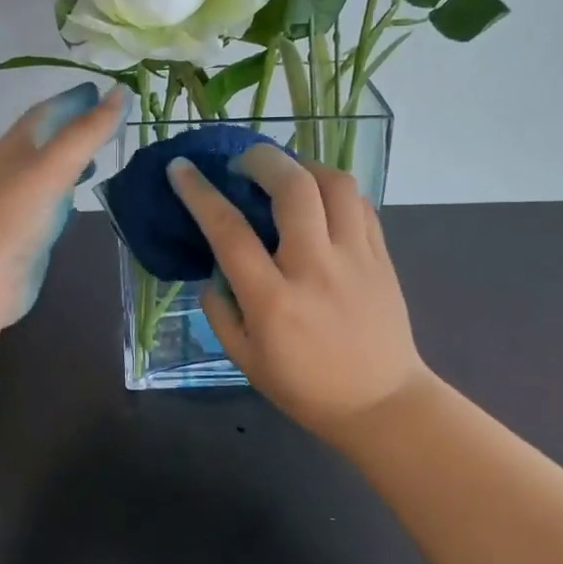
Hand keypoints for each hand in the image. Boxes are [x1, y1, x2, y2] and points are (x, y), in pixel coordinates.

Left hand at [0, 82, 128, 324]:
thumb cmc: (15, 213)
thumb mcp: (55, 165)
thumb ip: (89, 131)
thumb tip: (122, 91)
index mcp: (18, 144)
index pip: (48, 111)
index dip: (74, 99)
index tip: (103, 89)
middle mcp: (16, 167)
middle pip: (48, 137)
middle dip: (76, 124)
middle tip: (109, 117)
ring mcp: (21, 200)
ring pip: (51, 168)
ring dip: (74, 157)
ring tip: (103, 152)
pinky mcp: (28, 229)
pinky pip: (53, 199)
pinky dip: (70, 189)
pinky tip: (83, 195)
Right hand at [167, 144, 430, 444]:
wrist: (381, 404)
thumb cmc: (305, 388)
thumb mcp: (245, 359)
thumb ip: (220, 311)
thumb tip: (215, 269)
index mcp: (273, 300)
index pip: (229, 231)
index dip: (199, 193)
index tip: (181, 168)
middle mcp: (315, 268)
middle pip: (292, 187)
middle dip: (261, 159)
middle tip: (242, 164)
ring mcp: (355, 258)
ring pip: (335, 184)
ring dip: (303, 166)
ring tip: (285, 174)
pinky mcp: (381, 257)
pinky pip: (360, 204)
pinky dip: (333, 191)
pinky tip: (318, 201)